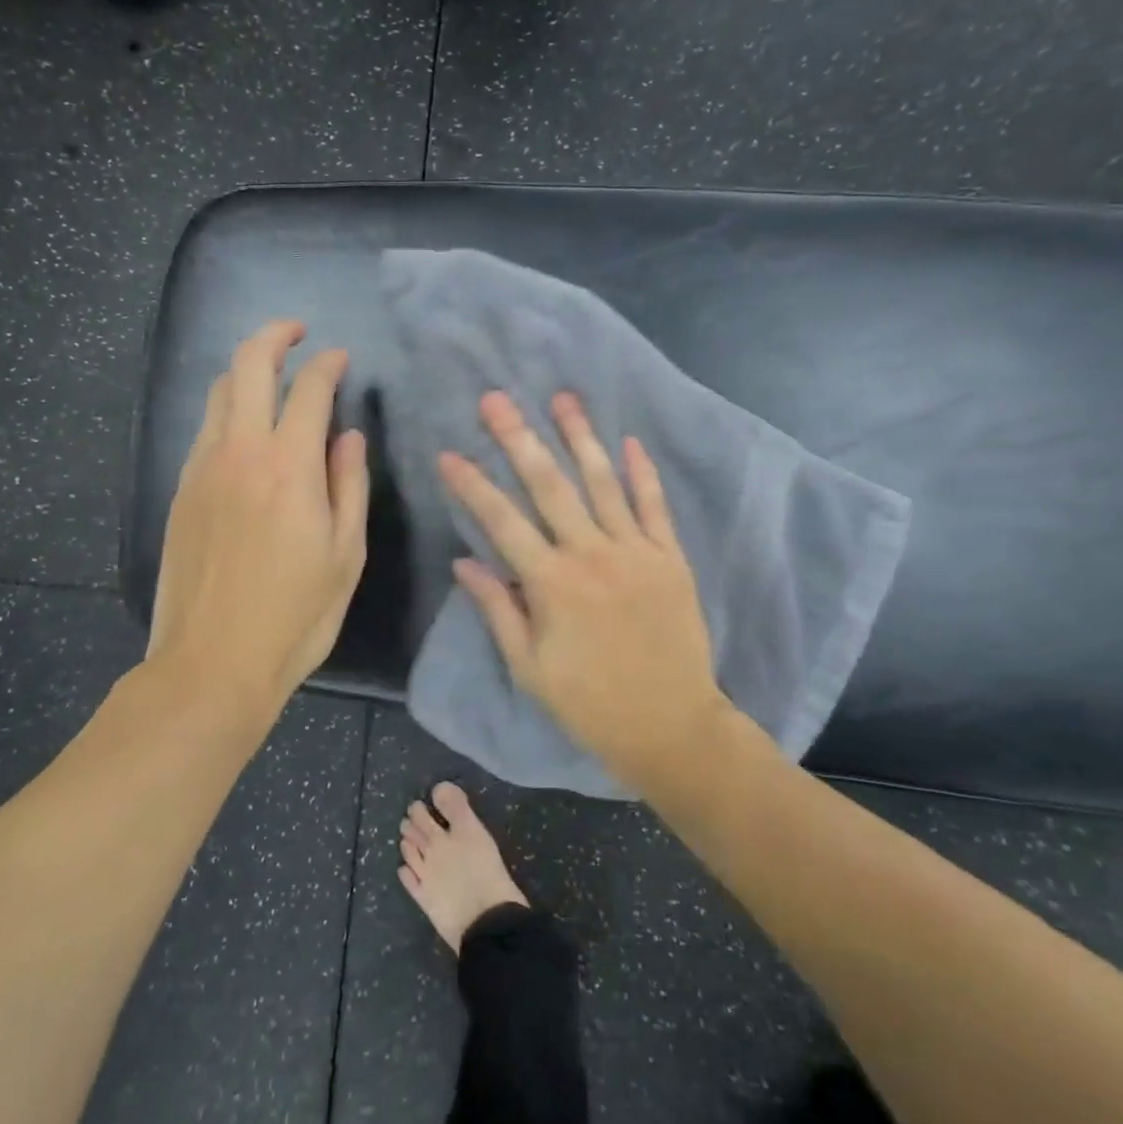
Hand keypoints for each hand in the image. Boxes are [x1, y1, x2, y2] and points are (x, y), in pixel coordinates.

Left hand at [148, 320, 368, 723]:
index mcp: (289, 467)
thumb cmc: (296, 615)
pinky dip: (228, 410)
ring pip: (220, 393)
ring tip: (272, 376)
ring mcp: (202, 469)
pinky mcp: (180, 491)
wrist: (212, 663)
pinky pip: (205, 429)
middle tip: (298, 332)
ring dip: (247, 370)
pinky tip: (246, 431)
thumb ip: (348, 485)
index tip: (341, 359)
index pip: (309, 388)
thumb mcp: (345, 554)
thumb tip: (349, 436)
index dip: (329, 364)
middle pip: (249, 366)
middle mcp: (240, 452)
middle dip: (275, 335)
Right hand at [439, 391, 732, 782]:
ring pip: (602, 482)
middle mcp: (592, 554)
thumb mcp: (530, 668)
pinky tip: (629, 440)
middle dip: (519, 438)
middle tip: (496, 400)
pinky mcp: (670, 557)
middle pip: (549, 485)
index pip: (502, 521)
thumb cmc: (590, 703)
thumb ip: (498, 610)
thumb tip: (464, 563)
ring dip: (579, 437)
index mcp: (552, 583)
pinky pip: (654, 505)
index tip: (450, 454)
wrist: (672, 725)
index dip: (472, 485)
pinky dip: (642, 472)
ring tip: (562, 398)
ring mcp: (636, 551)